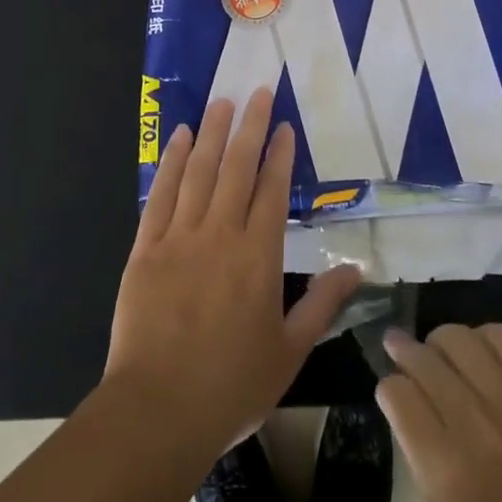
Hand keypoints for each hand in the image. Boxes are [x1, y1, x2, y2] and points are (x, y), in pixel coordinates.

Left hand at [105, 88, 362, 463]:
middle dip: (248, 127)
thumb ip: (323, 305)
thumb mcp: (290, 351)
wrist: (158, 410)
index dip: (278, 155)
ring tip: (221, 102)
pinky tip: (178, 138)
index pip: (272, 191)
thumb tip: (356, 269)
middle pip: (236, 168)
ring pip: (199, 172)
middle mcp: (220, 235)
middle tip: (256, 91)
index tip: (283, 126)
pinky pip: (160, 195)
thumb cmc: (232, 385)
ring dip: (211, 133)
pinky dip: (171, 163)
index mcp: (259, 257)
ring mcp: (179, 238)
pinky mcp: (145, 248)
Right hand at [377, 324, 501, 501]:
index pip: (398, 395)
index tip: (391, 393)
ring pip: (462, 339)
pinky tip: (482, 354)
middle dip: (405, 352)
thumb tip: (411, 412)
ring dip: (442, 343)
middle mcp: (479, 426)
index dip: (388, 389)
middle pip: (426, 359)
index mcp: (448, 471)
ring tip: (442, 353)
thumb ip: (428, 463)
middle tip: (399, 351)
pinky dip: (485, 338)